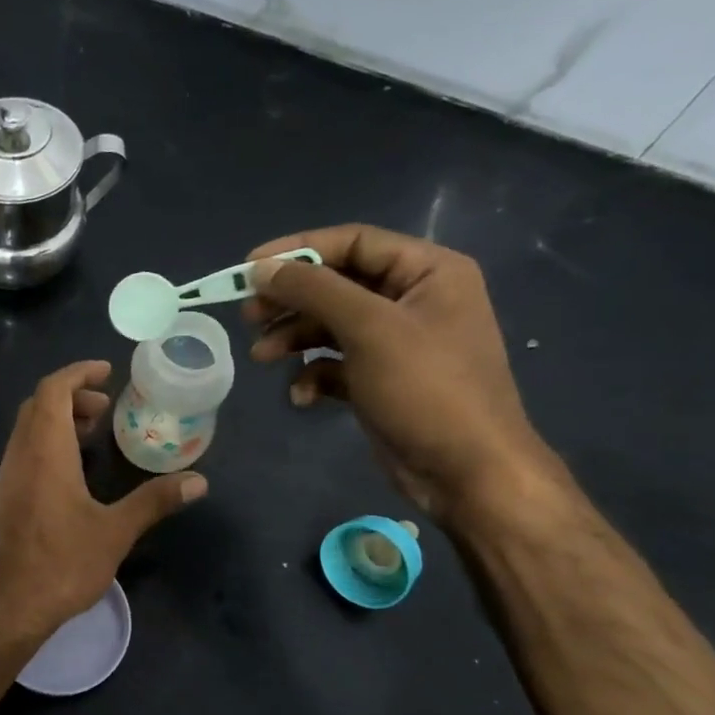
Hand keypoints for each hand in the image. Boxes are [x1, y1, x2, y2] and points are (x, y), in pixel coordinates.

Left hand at [0, 360, 205, 642]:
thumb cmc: (62, 564)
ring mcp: (8, 476)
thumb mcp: (115, 532)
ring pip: (28, 428)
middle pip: (38, 404)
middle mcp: (20, 455)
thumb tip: (199, 481)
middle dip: (71, 395)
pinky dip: (47, 442)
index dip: (78, 373)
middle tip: (106, 406)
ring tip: (94, 433)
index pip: (52, 390)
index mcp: (45, 451)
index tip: (107, 372)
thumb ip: (155, 501)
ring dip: (58, 419)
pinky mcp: (5, 497)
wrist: (8, 607)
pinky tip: (72, 469)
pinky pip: (24, 451)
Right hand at [245, 225, 560, 523]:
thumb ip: (314, 290)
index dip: (297, 250)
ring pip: (331, 326)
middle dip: (290, 301)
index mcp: (428, 271)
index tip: (248, 269)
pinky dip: (313, 374)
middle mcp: (414, 299)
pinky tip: (301, 396)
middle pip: (336, 284)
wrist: (466, 472)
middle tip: (249, 317)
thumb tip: (262, 267)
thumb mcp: (368, 329)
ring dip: (293, 339)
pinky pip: (337, 364)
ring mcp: (398, 343)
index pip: (353, 242)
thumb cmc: (426, 389)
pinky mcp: (382, 380)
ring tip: (261, 357)